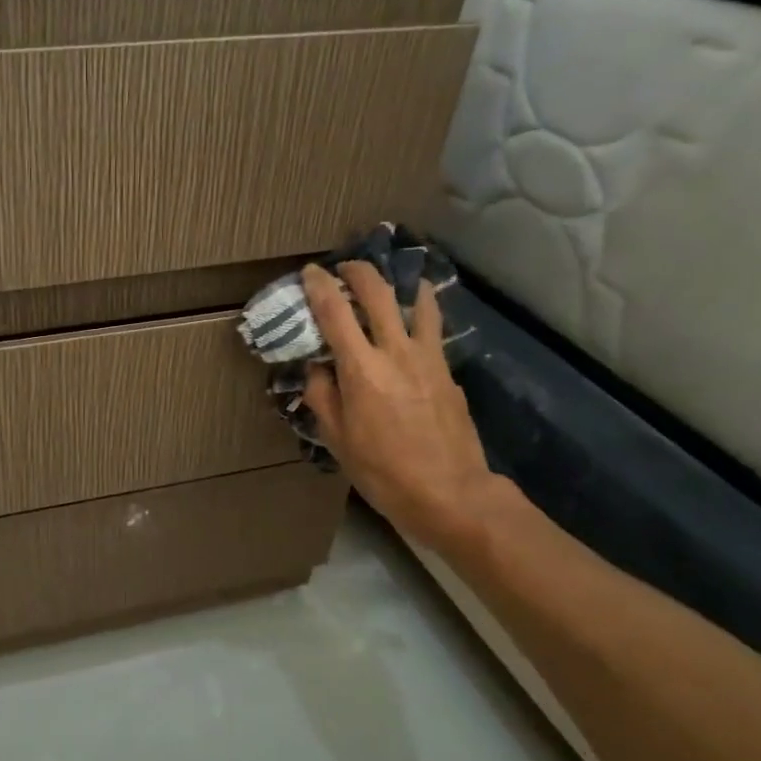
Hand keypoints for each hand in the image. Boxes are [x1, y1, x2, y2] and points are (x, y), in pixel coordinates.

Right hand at [301, 262, 504, 551]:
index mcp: (361, 369)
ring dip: (399, 283)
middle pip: (378, 293)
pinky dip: (420, 312)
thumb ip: (323, 396)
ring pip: (417, 302)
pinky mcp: (448, 370)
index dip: (319, 286)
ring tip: (389, 281)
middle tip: (345, 267)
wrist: (450, 493)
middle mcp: (396, 352)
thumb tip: (317, 369)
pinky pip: (432, 328)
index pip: (335, 313)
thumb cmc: (383, 471)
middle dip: (359, 272)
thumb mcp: (337, 439)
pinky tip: (413, 319)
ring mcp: (428, 357)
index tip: (310, 272)